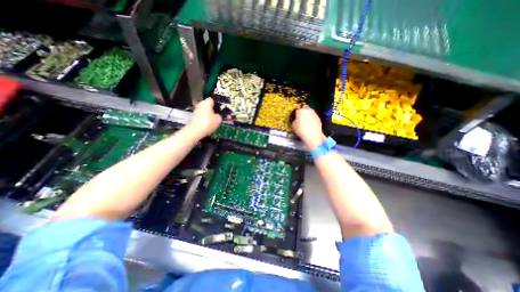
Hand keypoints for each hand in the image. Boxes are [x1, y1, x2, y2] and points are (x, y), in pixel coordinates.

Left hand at [189, 98, 222, 135]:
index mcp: (207, 102)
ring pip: (205, 110)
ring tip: (215, 119)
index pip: (213, 99)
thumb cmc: (208, 122)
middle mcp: (201, 104)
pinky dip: (206, 118)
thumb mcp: (219, 119)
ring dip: (210, 113)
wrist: (196, 131)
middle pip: (208, 105)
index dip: (218, 103)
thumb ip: (220, 115)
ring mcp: (197, 110)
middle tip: (219, 113)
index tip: (222, 108)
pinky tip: (210, 123)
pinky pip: (202, 115)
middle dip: (213, 108)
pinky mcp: (195, 117)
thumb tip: (218, 115)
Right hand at [292, 105, 323, 150]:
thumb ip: (294, 121)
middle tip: (301, 118)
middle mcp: (308, 110)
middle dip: (303, 112)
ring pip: (310, 112)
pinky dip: (312, 119)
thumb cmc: (301, 130)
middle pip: (305, 108)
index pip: (297, 110)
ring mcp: (314, 114)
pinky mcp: (319, 118)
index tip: (295, 118)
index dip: (296, 114)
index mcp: (300, 111)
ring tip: (306, 122)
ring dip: (308, 115)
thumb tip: (296, 120)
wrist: (313, 135)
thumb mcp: (293, 126)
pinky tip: (311, 125)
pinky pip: (313, 117)